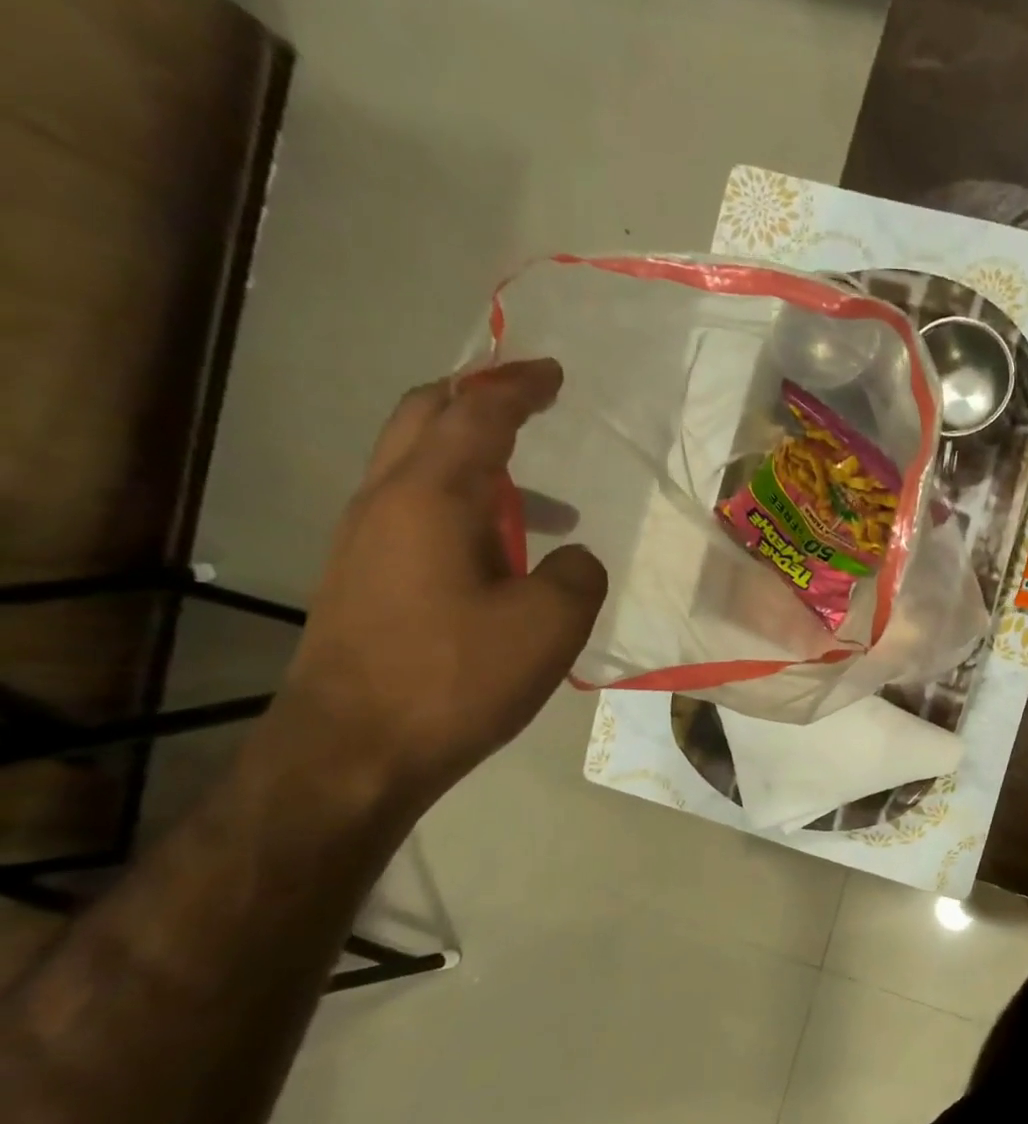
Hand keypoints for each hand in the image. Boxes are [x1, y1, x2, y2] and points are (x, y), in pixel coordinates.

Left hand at [268, 359, 607, 810]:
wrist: (354, 750)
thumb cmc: (457, 676)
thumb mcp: (551, 623)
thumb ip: (577, 573)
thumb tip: (570, 556)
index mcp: (431, 496)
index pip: (476, 415)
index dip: (518, 388)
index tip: (553, 373)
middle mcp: (387, 502)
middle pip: (424, 419)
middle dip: (477, 400)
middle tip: (529, 403)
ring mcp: (367, 541)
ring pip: (418, 467)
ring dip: (476, 461)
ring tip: (542, 501)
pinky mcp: (365, 580)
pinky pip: (416, 512)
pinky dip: (463, 506)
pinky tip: (503, 556)